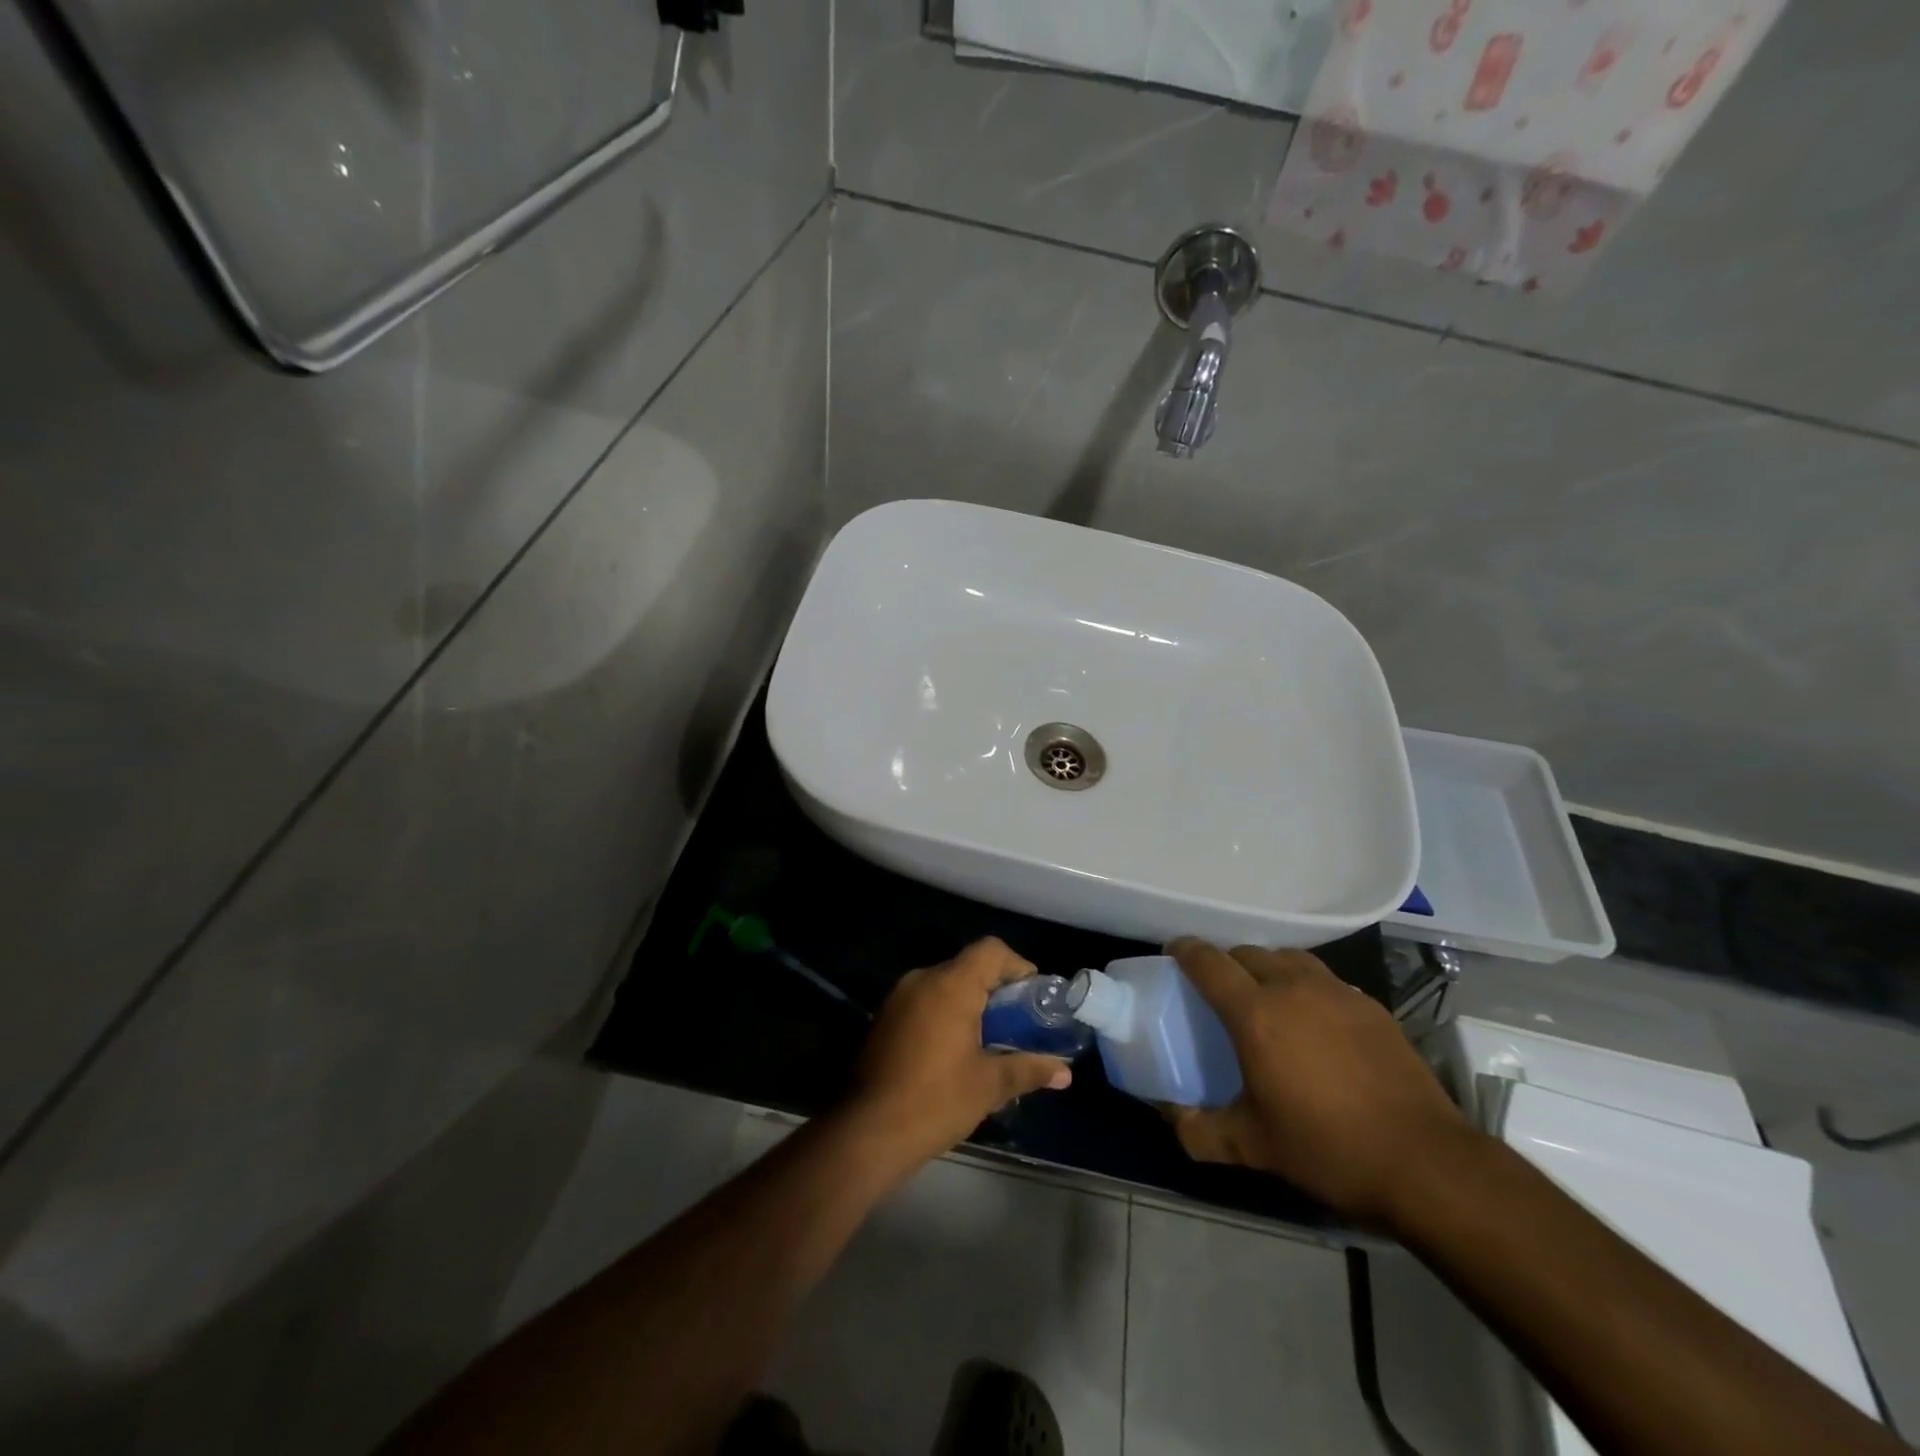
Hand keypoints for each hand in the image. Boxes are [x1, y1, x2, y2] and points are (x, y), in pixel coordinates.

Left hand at [841, 938, 1071, 1177]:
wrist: (867, 1132)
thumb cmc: (936, 1101)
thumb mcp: (989, 1085)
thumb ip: (1028, 1069)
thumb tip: (1065, 1073)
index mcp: (950, 985)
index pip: (991, 950)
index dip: (1017, 966)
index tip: (1033, 997)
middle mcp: (922, 979)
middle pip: (967, 966)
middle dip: (996, 989)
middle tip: (1018, 1023)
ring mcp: (898, 998)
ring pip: (944, 984)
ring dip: (969, 1003)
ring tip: (990, 1040)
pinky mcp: (884, 1018)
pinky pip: (924, 1001)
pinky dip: (945, 1014)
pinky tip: (955, 1050)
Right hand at [1163, 939, 1471, 1227]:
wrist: (1425, 1163)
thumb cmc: (1328, 1148)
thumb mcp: (1252, 1146)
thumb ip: (1199, 1129)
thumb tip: (1168, 1114)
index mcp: (1256, 1014)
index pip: (1208, 962)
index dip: (1185, 951)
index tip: (1173, 953)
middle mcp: (1293, 988)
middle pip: (1247, 953)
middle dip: (1226, 962)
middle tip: (1219, 990)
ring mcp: (1337, 993)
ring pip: (1288, 958)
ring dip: (1268, 968)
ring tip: (1267, 997)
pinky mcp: (1371, 1006)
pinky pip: (1325, 979)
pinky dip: (1306, 986)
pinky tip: (1315, 1021)